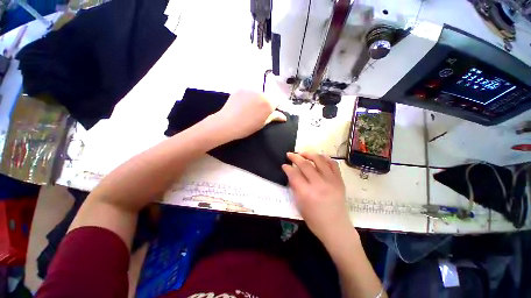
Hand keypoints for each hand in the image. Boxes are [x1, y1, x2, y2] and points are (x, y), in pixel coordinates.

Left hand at [214, 89, 286, 139]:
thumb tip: (283, 117)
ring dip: (256, 99)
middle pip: (267, 97)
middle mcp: (261, 93)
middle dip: (265, 103)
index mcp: (268, 103)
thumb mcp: (262, 124)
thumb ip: (274, 117)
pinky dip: (248, 97)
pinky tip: (242, 105)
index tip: (269, 113)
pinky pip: (248, 92)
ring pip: (257, 94)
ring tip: (248, 109)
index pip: (277, 102)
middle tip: (257, 113)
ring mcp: (250, 89)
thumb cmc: (246, 127)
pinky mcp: (241, 88)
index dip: (273, 108)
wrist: (227, 123)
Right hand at [282, 152, 351, 242]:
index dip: (287, 168)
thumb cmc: (314, 220)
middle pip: (305, 164)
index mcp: (307, 193)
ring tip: (303, 153)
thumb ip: (295, 187)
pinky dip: (325, 158)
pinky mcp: (339, 181)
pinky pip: (333, 164)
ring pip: (319, 160)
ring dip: (309, 154)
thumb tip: (291, 174)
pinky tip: (319, 157)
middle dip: (295, 157)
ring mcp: (331, 181)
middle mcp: (319, 185)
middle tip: (290, 154)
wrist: (336, 228)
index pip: (294, 174)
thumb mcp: (299, 205)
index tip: (284, 165)